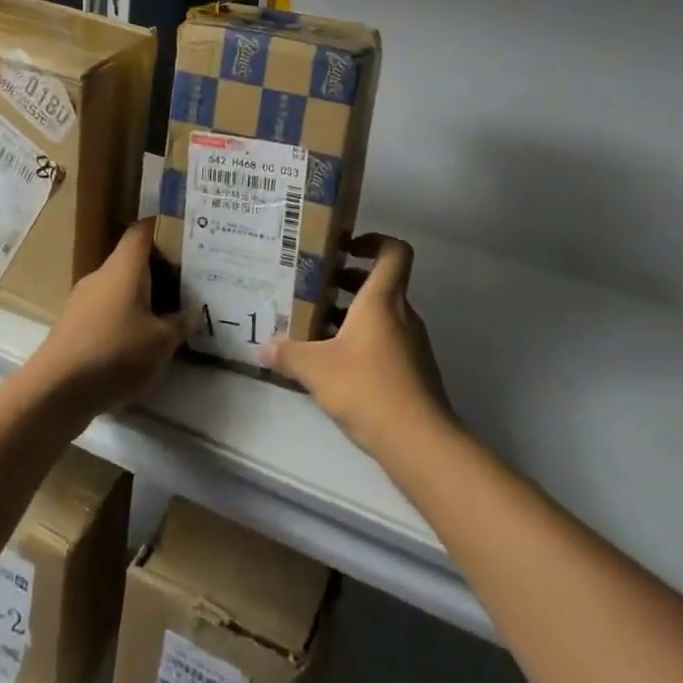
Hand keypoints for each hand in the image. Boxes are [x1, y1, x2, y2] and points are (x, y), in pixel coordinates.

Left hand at [25, 219, 182, 418]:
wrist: (56, 390)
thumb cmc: (115, 353)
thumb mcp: (161, 342)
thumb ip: (181, 324)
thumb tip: (195, 313)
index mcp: (124, 267)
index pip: (142, 231)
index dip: (162, 228)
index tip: (184, 237)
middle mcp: (101, 276)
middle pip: (131, 261)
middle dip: (158, 270)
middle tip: (185, 283)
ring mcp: (82, 301)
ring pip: (118, 288)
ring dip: (140, 299)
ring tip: (166, 316)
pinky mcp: (72, 326)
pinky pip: (105, 312)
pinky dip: (123, 320)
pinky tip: (137, 344)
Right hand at [260, 233, 452, 456]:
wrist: (419, 442)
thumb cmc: (368, 388)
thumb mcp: (316, 369)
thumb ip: (288, 354)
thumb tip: (263, 348)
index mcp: (382, 300)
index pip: (393, 251)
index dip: (373, 241)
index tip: (345, 249)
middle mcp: (402, 314)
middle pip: (381, 283)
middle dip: (348, 283)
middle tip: (314, 290)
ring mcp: (413, 344)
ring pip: (382, 316)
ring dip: (352, 316)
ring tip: (317, 329)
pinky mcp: (414, 371)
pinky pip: (387, 342)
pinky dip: (363, 343)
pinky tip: (336, 366)